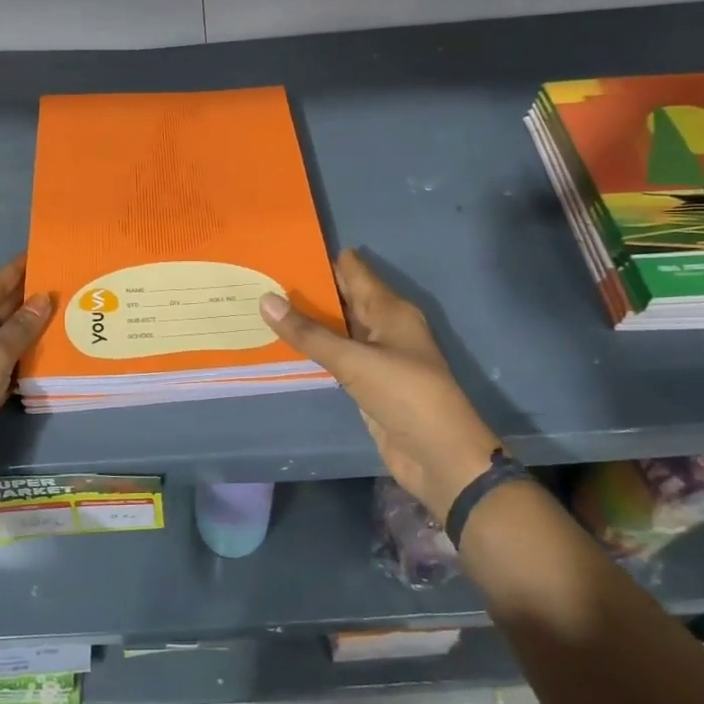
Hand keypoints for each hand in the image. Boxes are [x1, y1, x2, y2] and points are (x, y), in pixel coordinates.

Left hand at [0, 255, 52, 504]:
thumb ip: (19, 329)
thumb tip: (44, 297)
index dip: (18, 268)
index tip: (48, 252)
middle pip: (2, 308)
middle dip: (32, 296)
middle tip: (71, 283)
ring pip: (10, 337)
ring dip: (36, 327)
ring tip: (73, 313)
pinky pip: (13, 363)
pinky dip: (32, 356)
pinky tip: (59, 351)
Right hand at [260, 250, 500, 519]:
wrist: (439, 456)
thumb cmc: (404, 395)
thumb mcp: (354, 360)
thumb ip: (309, 333)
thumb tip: (266, 299)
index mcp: (391, 310)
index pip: (354, 271)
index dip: (323, 258)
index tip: (284, 247)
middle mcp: (385, 326)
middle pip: (345, 297)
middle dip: (310, 287)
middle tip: (264, 274)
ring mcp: (377, 356)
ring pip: (339, 327)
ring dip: (309, 318)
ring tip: (266, 301)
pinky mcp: (368, 383)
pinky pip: (336, 356)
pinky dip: (315, 348)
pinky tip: (287, 342)